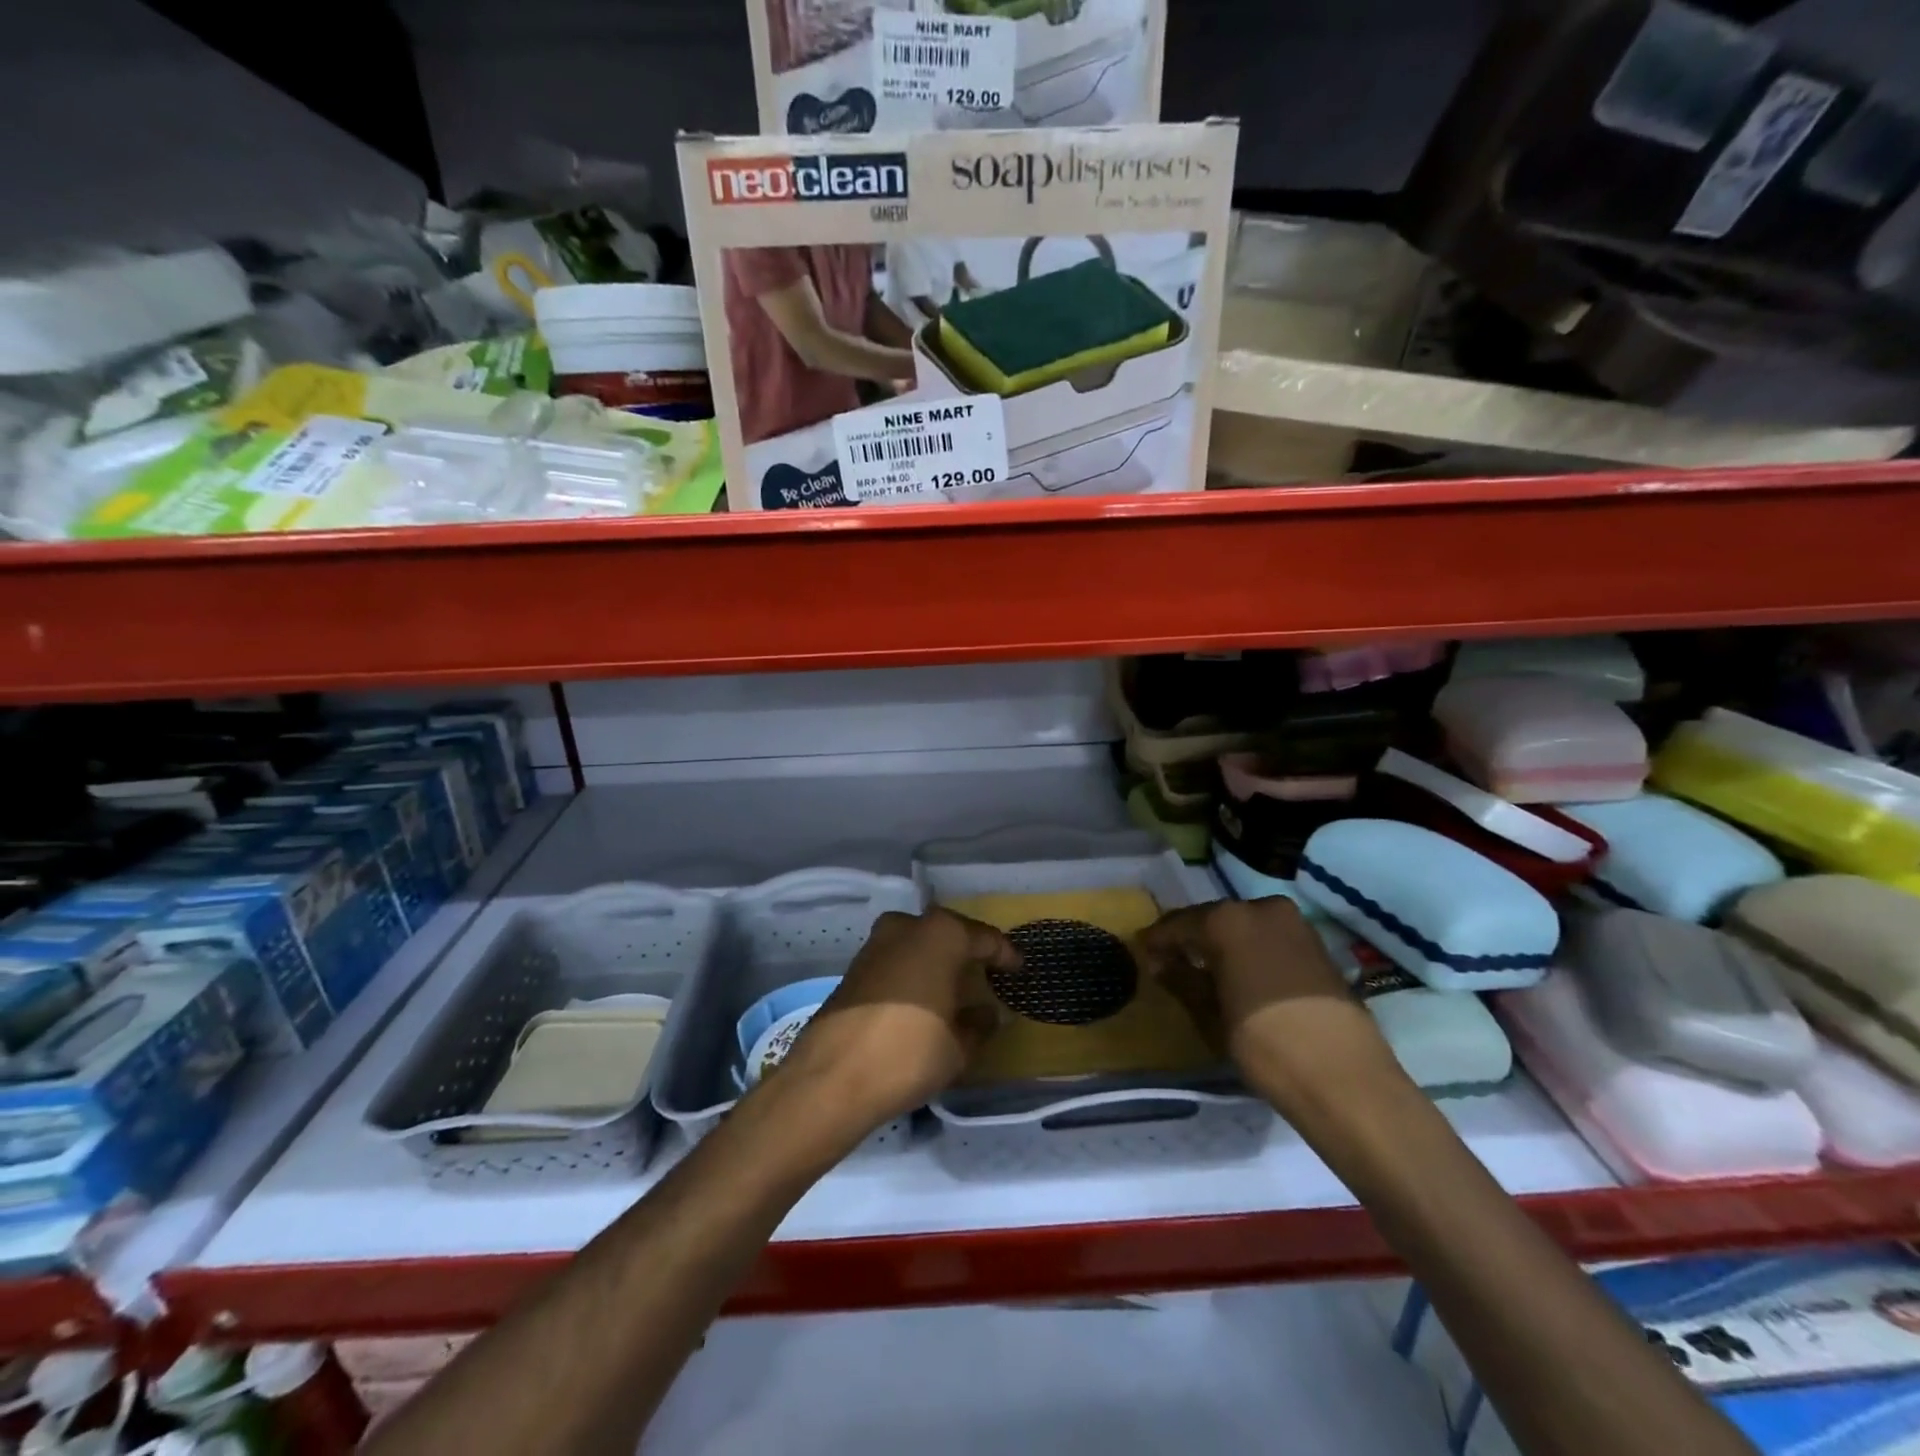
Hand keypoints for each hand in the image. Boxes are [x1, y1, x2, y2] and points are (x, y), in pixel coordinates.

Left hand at [767, 908, 1018, 1143]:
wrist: (832, 1076)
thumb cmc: (909, 1053)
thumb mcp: (959, 1046)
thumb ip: (980, 1024)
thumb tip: (988, 1013)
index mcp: (942, 934)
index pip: (985, 939)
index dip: (1006, 956)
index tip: (1019, 971)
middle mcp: (908, 926)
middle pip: (950, 934)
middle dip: (969, 952)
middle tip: (988, 976)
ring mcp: (876, 943)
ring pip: (919, 944)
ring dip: (938, 961)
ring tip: (955, 988)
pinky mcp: (855, 965)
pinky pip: (897, 959)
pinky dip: (914, 972)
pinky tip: (922, 998)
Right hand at [1137, 899, 1402, 1117]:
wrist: (1345, 1078)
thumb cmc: (1264, 1044)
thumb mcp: (1210, 1014)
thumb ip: (1182, 980)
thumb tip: (1161, 963)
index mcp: (1227, 919)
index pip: (1178, 924)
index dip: (1157, 941)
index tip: (1143, 954)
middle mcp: (1260, 908)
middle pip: (1213, 919)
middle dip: (1191, 939)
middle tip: (1171, 962)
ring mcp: (1294, 923)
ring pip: (1244, 926)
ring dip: (1222, 944)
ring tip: (1205, 971)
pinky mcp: (1317, 944)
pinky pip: (1269, 938)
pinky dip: (1250, 950)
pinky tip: (1241, 975)